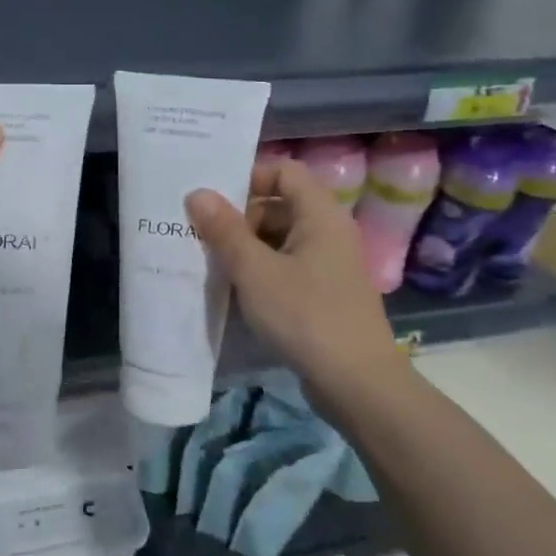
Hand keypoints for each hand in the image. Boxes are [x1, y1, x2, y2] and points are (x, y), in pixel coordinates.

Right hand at [187, 159, 397, 382]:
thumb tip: (197, 193)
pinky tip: (235, 290)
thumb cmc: (305, 316)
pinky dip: (261, 271)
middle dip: (240, 216)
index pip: (284, 171)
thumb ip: (224, 230)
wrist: (357, 384)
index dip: (249, 177)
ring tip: (211, 263)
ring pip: (281, 238)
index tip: (213, 200)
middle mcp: (329, 231)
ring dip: (247, 247)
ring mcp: (329, 264)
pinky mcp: (325, 293)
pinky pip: (288, 266)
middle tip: (202, 235)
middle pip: (280, 204)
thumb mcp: (255, 271)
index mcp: (320, 214)